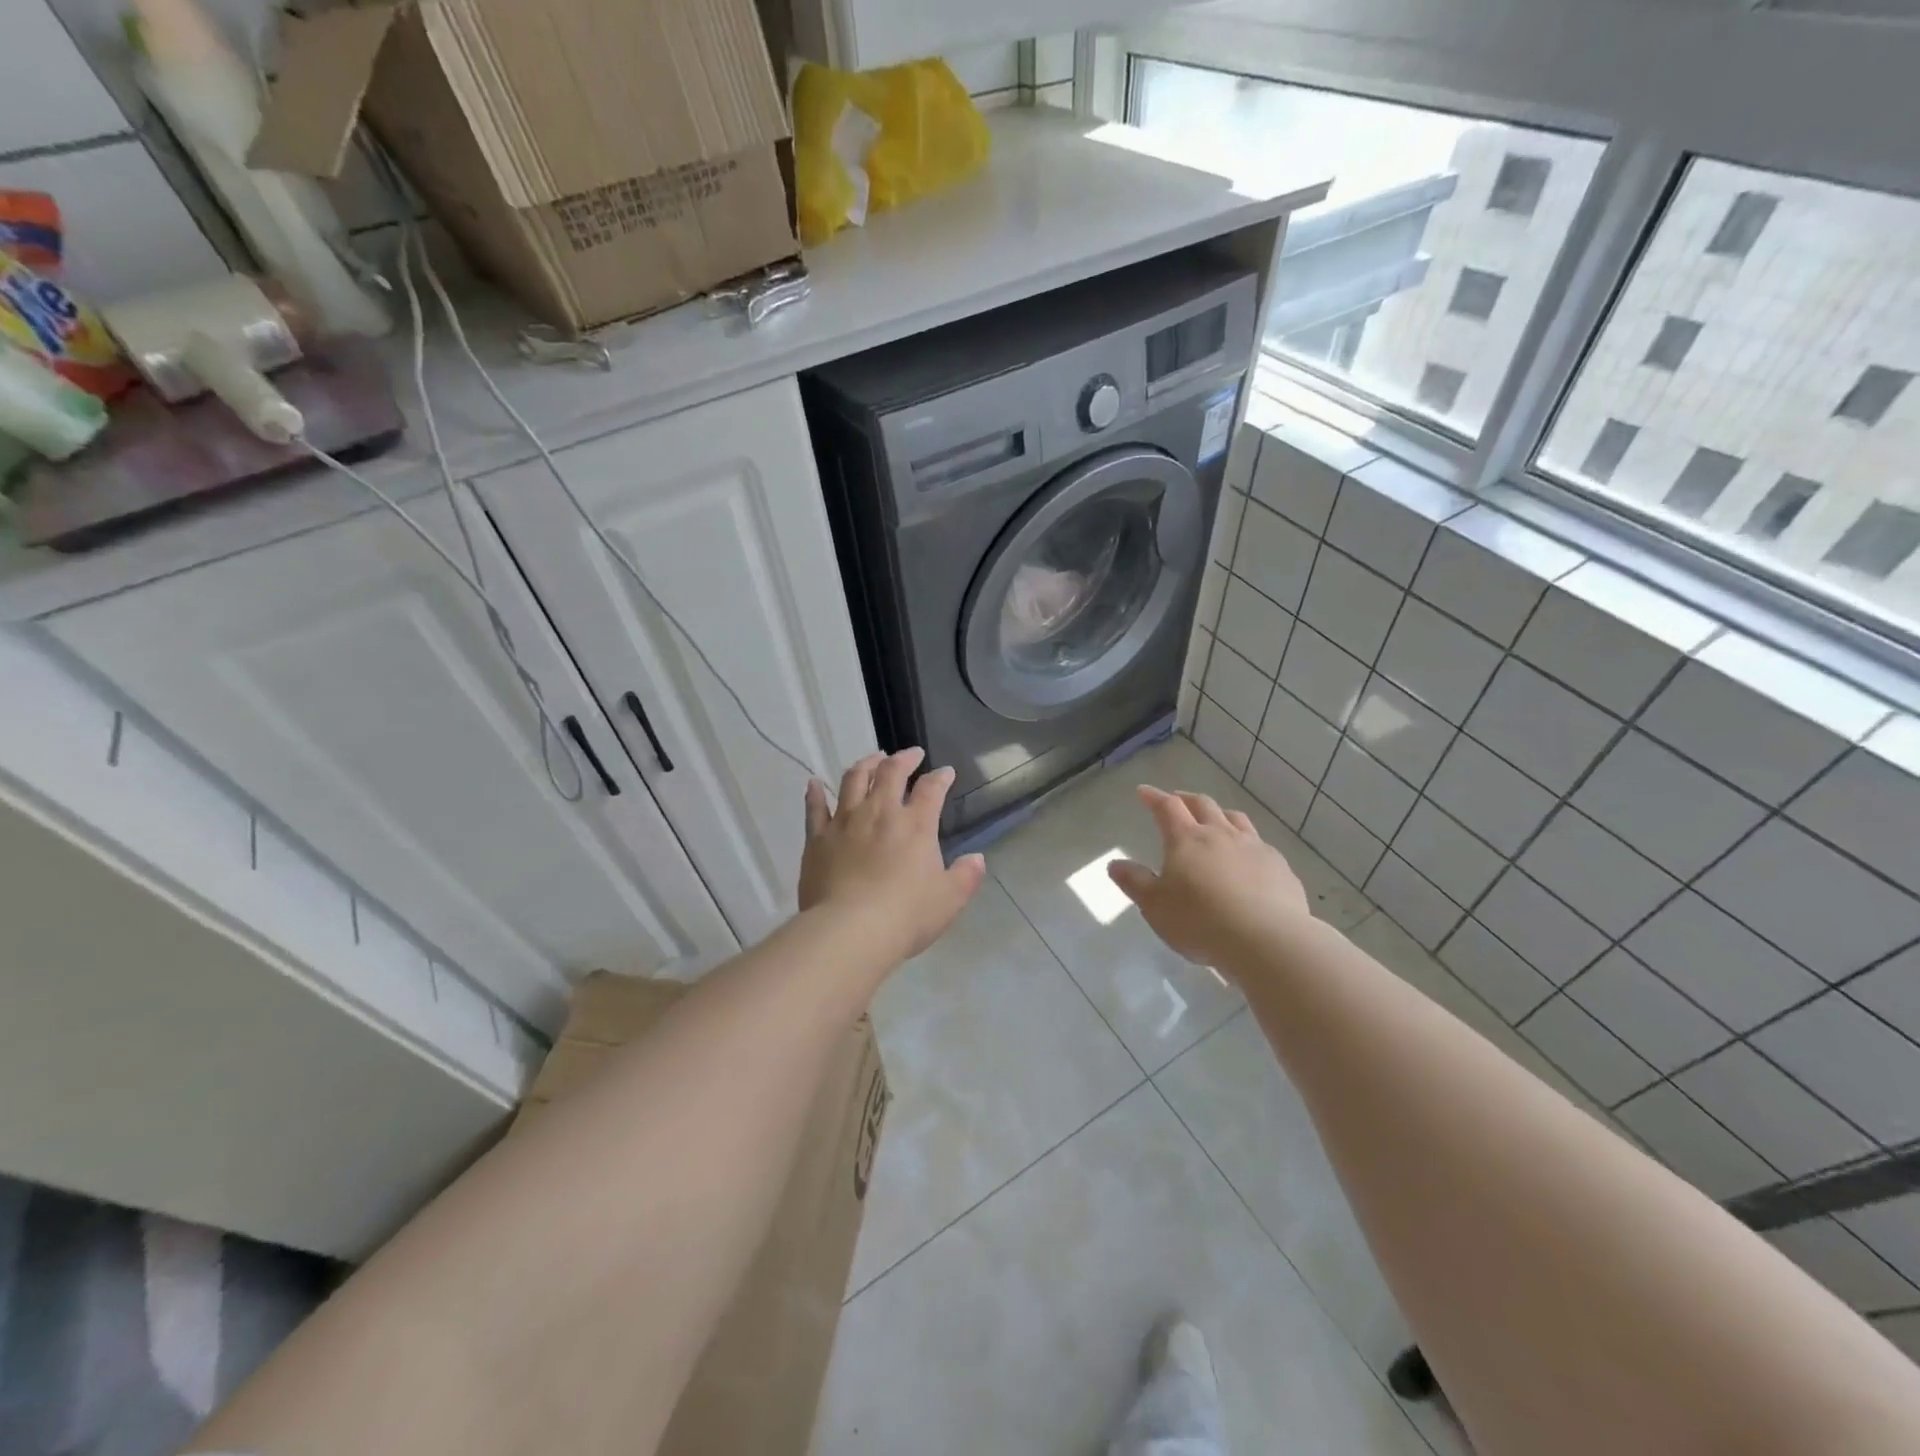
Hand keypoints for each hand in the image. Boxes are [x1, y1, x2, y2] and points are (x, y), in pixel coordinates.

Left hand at [798, 748, 986, 964]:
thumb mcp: (948, 899)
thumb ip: (966, 876)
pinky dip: (815, 792)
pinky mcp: (817, 838)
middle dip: (904, 759)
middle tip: (910, 754)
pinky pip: (815, 808)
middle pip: (891, 772)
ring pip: (853, 779)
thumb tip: (977, 859)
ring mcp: (845, 821)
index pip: (931, 789)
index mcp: (916, 824)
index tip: (945, 772)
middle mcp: (880, 812)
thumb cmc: (906, 915)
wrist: (850, 930)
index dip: (940, 777)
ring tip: (872, 759)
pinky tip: (814, 783)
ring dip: (865, 764)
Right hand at [1107, 786, 1310, 970]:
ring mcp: (1255, 848)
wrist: (1267, 940)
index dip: (1154, 797)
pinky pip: (1260, 845)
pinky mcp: (1280, 867)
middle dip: (1186, 799)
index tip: (1143, 791)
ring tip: (1215, 820)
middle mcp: (1221, 834)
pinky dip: (1247, 843)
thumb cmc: (1200, 921)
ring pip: (1236, 819)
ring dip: (1220, 814)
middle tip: (1177, 800)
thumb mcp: (1155, 906)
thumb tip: (1115, 864)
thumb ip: (1135, 882)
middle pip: (1203, 805)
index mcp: (1187, 839)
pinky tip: (1247, 859)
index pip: (1167, 807)